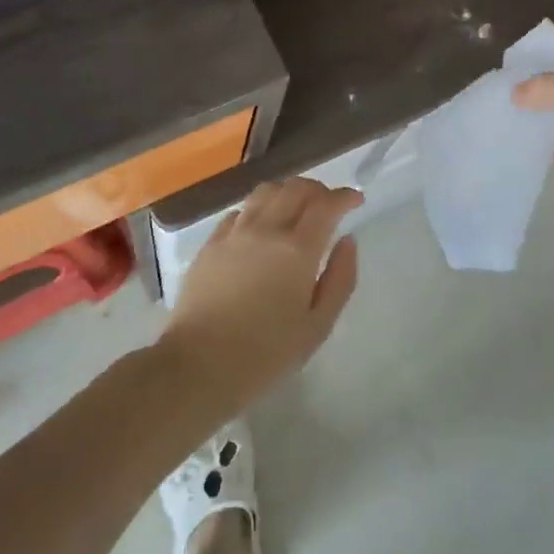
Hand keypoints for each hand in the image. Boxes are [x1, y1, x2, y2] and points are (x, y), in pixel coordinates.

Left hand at [158, 178, 362, 417]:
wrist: (198, 365)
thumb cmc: (265, 355)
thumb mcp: (317, 327)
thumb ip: (340, 279)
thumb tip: (347, 241)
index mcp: (297, 250)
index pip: (326, 205)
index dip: (345, 196)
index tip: (355, 200)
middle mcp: (266, 229)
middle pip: (296, 188)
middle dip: (318, 190)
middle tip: (329, 205)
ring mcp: (234, 233)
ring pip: (266, 192)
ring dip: (287, 192)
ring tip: (295, 209)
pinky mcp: (210, 244)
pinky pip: (239, 212)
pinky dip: (258, 210)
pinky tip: (260, 228)